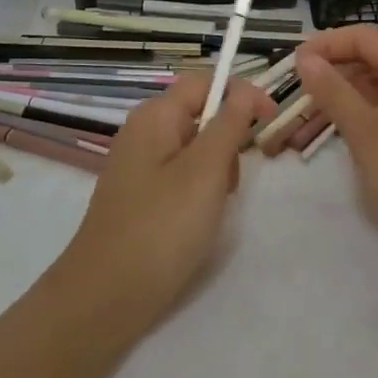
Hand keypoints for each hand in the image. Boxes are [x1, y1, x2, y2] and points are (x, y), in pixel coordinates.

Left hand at [49, 71, 274, 337]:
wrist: (106, 296)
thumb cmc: (162, 227)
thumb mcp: (206, 170)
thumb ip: (229, 124)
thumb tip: (244, 88)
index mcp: (154, 116)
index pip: (205, 81)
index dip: (241, 92)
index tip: (271, 120)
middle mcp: (142, 133)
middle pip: (199, 114)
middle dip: (227, 139)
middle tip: (231, 181)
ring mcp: (137, 166)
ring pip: (193, 149)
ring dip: (216, 170)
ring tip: (214, 207)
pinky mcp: (138, 197)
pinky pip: (179, 177)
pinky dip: (198, 191)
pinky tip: (197, 222)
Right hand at [295, 26, 377, 284]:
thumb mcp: (369, 138)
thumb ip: (336, 94)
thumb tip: (307, 59)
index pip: (365, 37)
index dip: (326, 45)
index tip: (290, 66)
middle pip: (375, 58)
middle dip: (333, 72)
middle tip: (295, 96)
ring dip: (346, 97)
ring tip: (309, 121)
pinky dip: (367, 116)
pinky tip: (345, 136)